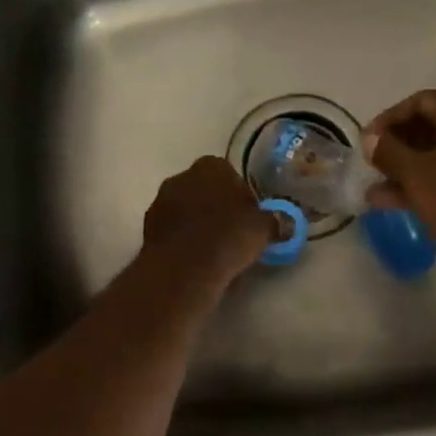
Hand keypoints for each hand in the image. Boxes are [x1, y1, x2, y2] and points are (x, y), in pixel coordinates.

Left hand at [141, 156, 276, 287]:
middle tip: (235, 235)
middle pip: (205, 191)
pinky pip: (174, 231)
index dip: (241, 195)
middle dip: (218, 209)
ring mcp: (160, 202)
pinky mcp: (147, 229)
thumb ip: (276, 222)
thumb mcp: (263, 229)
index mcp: (210, 166)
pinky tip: (198, 262)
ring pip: (187, 211)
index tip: (250, 217)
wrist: (183, 268)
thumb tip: (288, 223)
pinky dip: (185, 242)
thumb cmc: (228, 237)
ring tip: (217, 253)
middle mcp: (181, 177)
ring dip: (199, 225)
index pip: (229, 173)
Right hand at [365, 91, 435, 265]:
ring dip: (406, 170)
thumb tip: (370, 138)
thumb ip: (388, 151)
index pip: (421, 101)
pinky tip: (394, 203)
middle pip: (430, 127)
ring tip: (374, 191)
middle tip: (372, 164)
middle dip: (397, 146)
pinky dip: (424, 185)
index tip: (366, 141)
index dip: (389, 118)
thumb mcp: (416, 173)